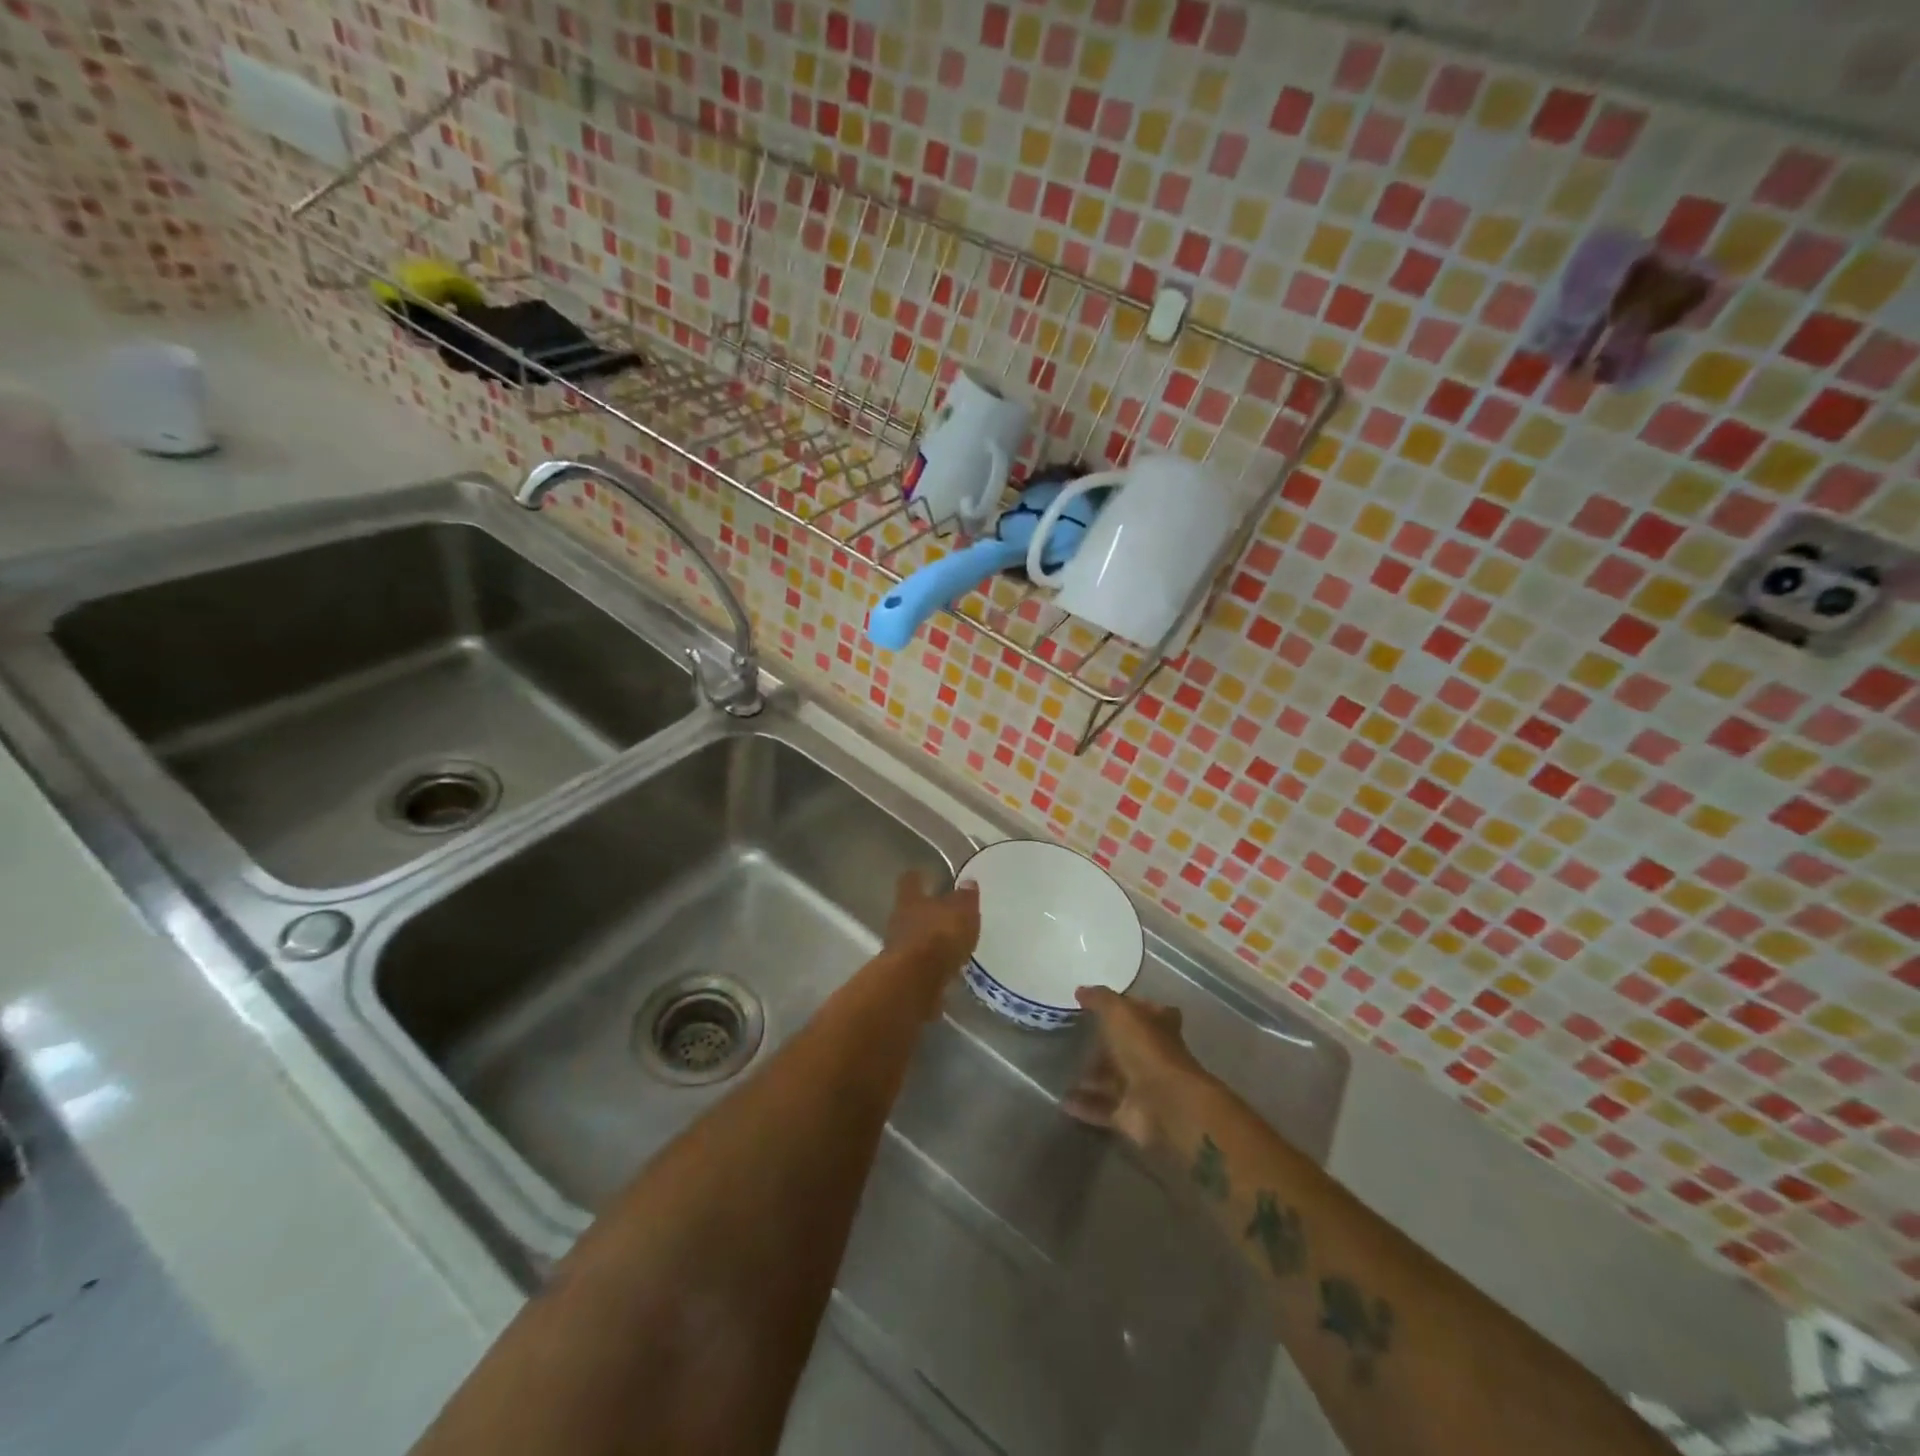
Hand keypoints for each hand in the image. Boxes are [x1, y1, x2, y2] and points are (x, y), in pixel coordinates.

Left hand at [882, 870, 979, 980]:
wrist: (914, 983)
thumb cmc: (938, 936)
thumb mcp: (961, 912)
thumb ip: (965, 898)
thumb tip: (967, 882)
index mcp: (910, 899)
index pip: (910, 881)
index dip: (917, 878)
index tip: (923, 875)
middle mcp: (899, 920)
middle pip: (910, 911)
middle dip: (925, 912)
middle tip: (944, 914)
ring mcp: (898, 950)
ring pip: (913, 938)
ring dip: (928, 940)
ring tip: (948, 944)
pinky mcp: (903, 976)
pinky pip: (919, 964)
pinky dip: (930, 964)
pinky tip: (945, 969)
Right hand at [1064, 989, 1207, 1153]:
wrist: (1165, 1104)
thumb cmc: (1145, 1049)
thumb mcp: (1119, 1012)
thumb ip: (1100, 999)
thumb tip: (1081, 990)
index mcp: (1158, 1026)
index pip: (1147, 1011)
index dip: (1131, 1007)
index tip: (1104, 1005)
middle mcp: (1153, 1055)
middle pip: (1126, 1048)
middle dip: (1103, 1046)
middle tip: (1073, 1039)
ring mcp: (1143, 1087)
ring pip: (1113, 1079)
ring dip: (1091, 1077)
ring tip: (1060, 1070)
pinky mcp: (1131, 1115)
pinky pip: (1103, 1108)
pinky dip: (1084, 1105)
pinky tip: (1062, 1099)